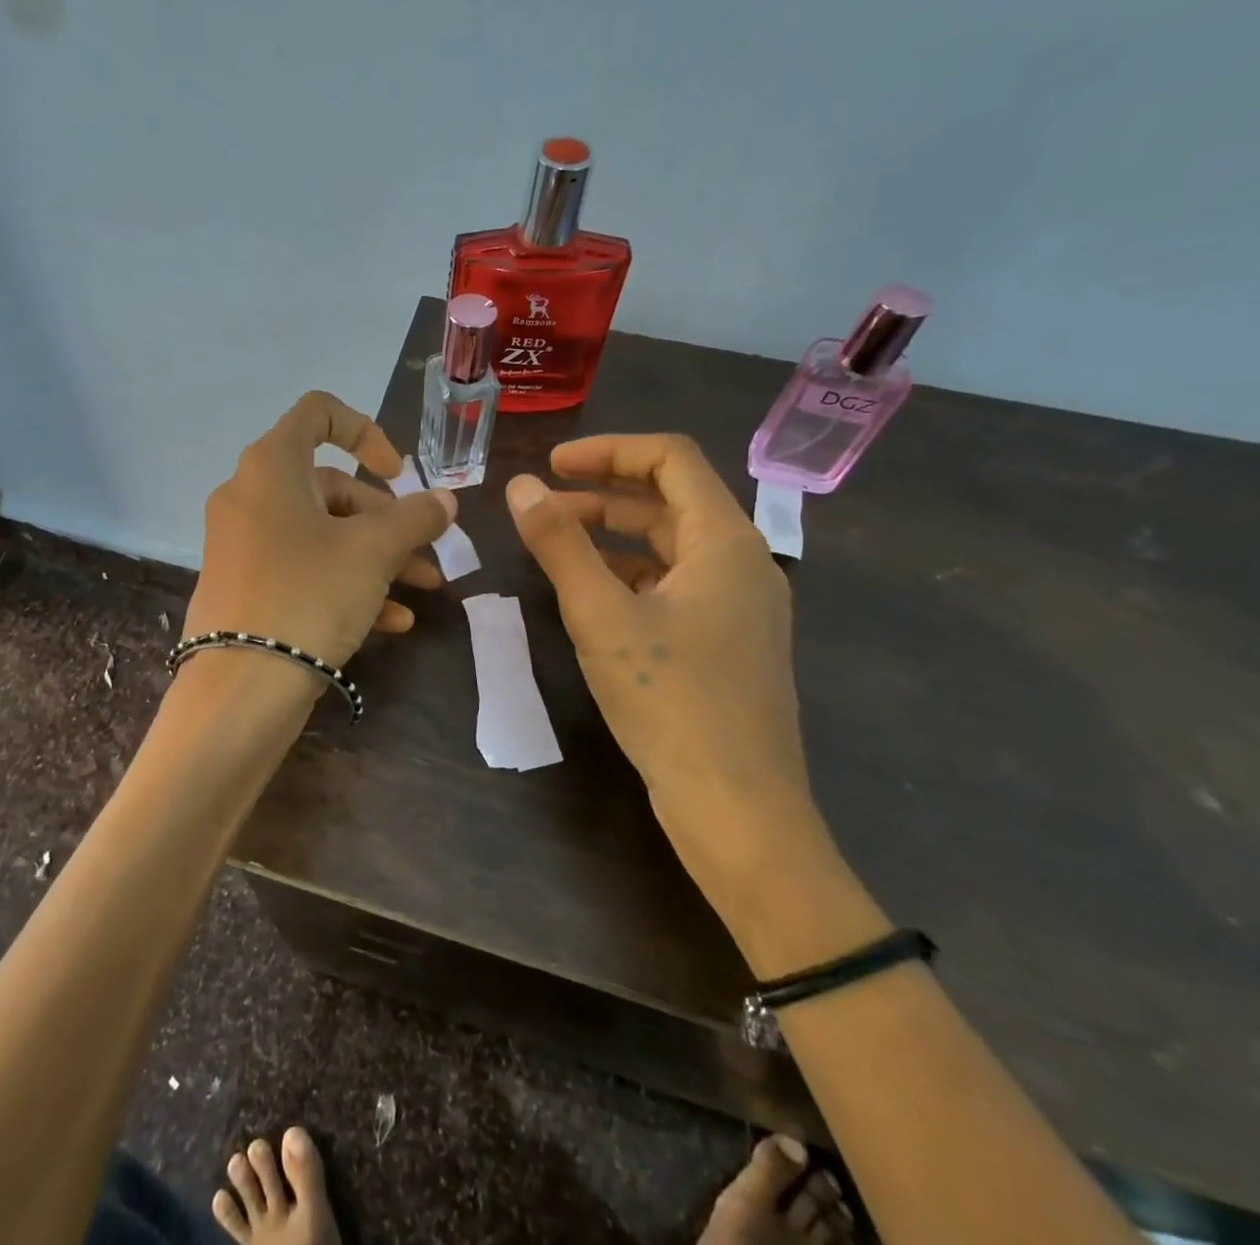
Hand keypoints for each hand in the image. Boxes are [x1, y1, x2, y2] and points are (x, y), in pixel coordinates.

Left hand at [185, 392, 456, 668]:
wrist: (240, 686)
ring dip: (375, 557)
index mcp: (271, 467)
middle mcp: (249, 496)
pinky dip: (345, 584)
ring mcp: (243, 544)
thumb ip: (415, 517)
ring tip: (422, 590)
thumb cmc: (309, 594)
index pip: (317, 413)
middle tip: (425, 552)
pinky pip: (302, 569)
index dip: (366, 432)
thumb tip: (445, 500)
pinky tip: (390, 623)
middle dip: (386, 519)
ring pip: (321, 534)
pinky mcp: (244, 586)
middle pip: (330, 487)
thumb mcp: (374, 551)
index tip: (397, 473)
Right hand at [505, 435, 830, 916]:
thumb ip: (559, 544)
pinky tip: (589, 596)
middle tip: (541, 506)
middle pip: (669, 500)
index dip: (608, 450)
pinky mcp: (726, 642)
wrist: (737, 808)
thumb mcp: (600, 615)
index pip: (670, 459)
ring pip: (669, 546)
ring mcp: (738, 606)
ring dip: (612, 535)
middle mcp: (741, 563)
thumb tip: (519, 486)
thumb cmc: (670, 699)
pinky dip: (628, 575)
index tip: (551, 464)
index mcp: (724, 541)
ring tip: (554, 546)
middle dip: (602, 494)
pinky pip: (674, 585)